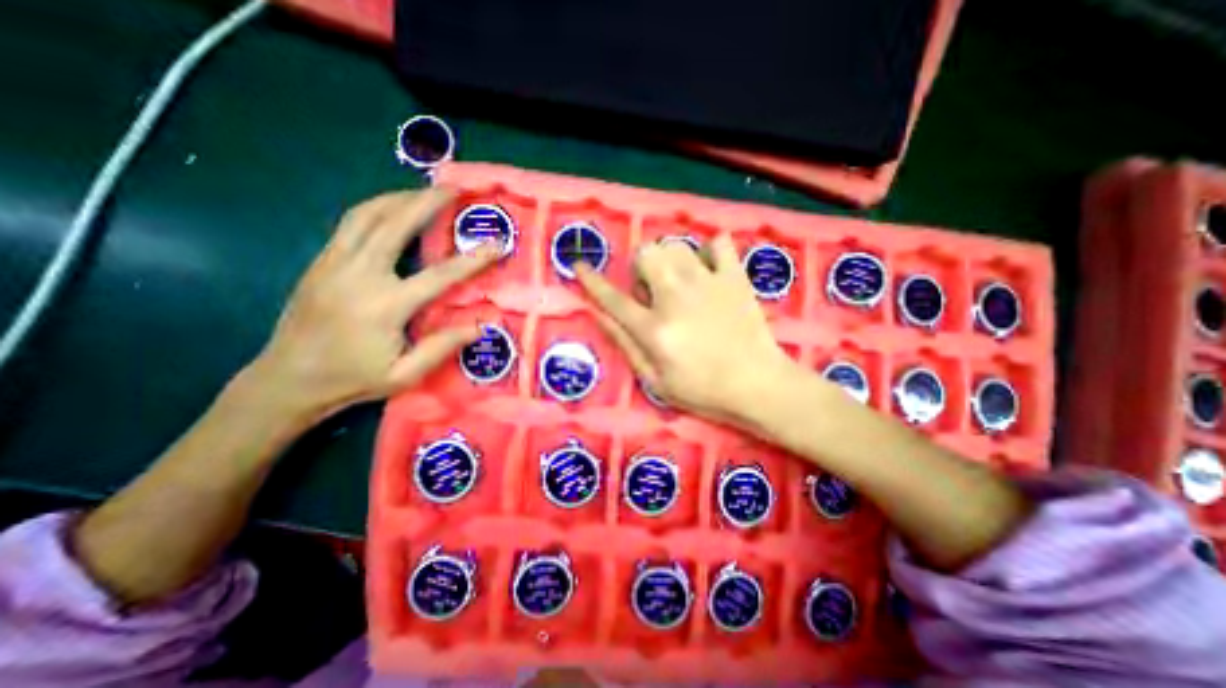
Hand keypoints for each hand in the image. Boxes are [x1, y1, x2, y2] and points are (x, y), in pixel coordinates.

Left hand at [247, 187, 496, 418]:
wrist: (286, 379)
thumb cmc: (352, 379)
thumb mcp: (404, 375)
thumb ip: (442, 348)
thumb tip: (480, 326)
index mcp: (385, 306)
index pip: (439, 275)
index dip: (472, 260)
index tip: (496, 245)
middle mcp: (359, 275)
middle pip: (395, 225)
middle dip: (426, 203)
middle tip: (453, 188)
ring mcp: (334, 263)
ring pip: (367, 215)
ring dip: (398, 198)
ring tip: (424, 190)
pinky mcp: (321, 261)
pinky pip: (350, 223)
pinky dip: (375, 208)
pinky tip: (390, 208)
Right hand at [576, 234, 796, 422]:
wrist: (758, 385)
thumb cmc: (703, 390)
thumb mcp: (655, 380)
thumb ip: (625, 344)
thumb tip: (598, 314)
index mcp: (654, 328)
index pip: (612, 298)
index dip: (591, 280)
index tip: (579, 264)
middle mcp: (676, 297)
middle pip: (645, 254)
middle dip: (641, 267)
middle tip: (653, 289)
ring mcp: (707, 282)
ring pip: (675, 245)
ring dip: (669, 259)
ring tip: (680, 280)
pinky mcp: (734, 278)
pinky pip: (719, 243)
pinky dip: (710, 250)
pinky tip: (710, 268)